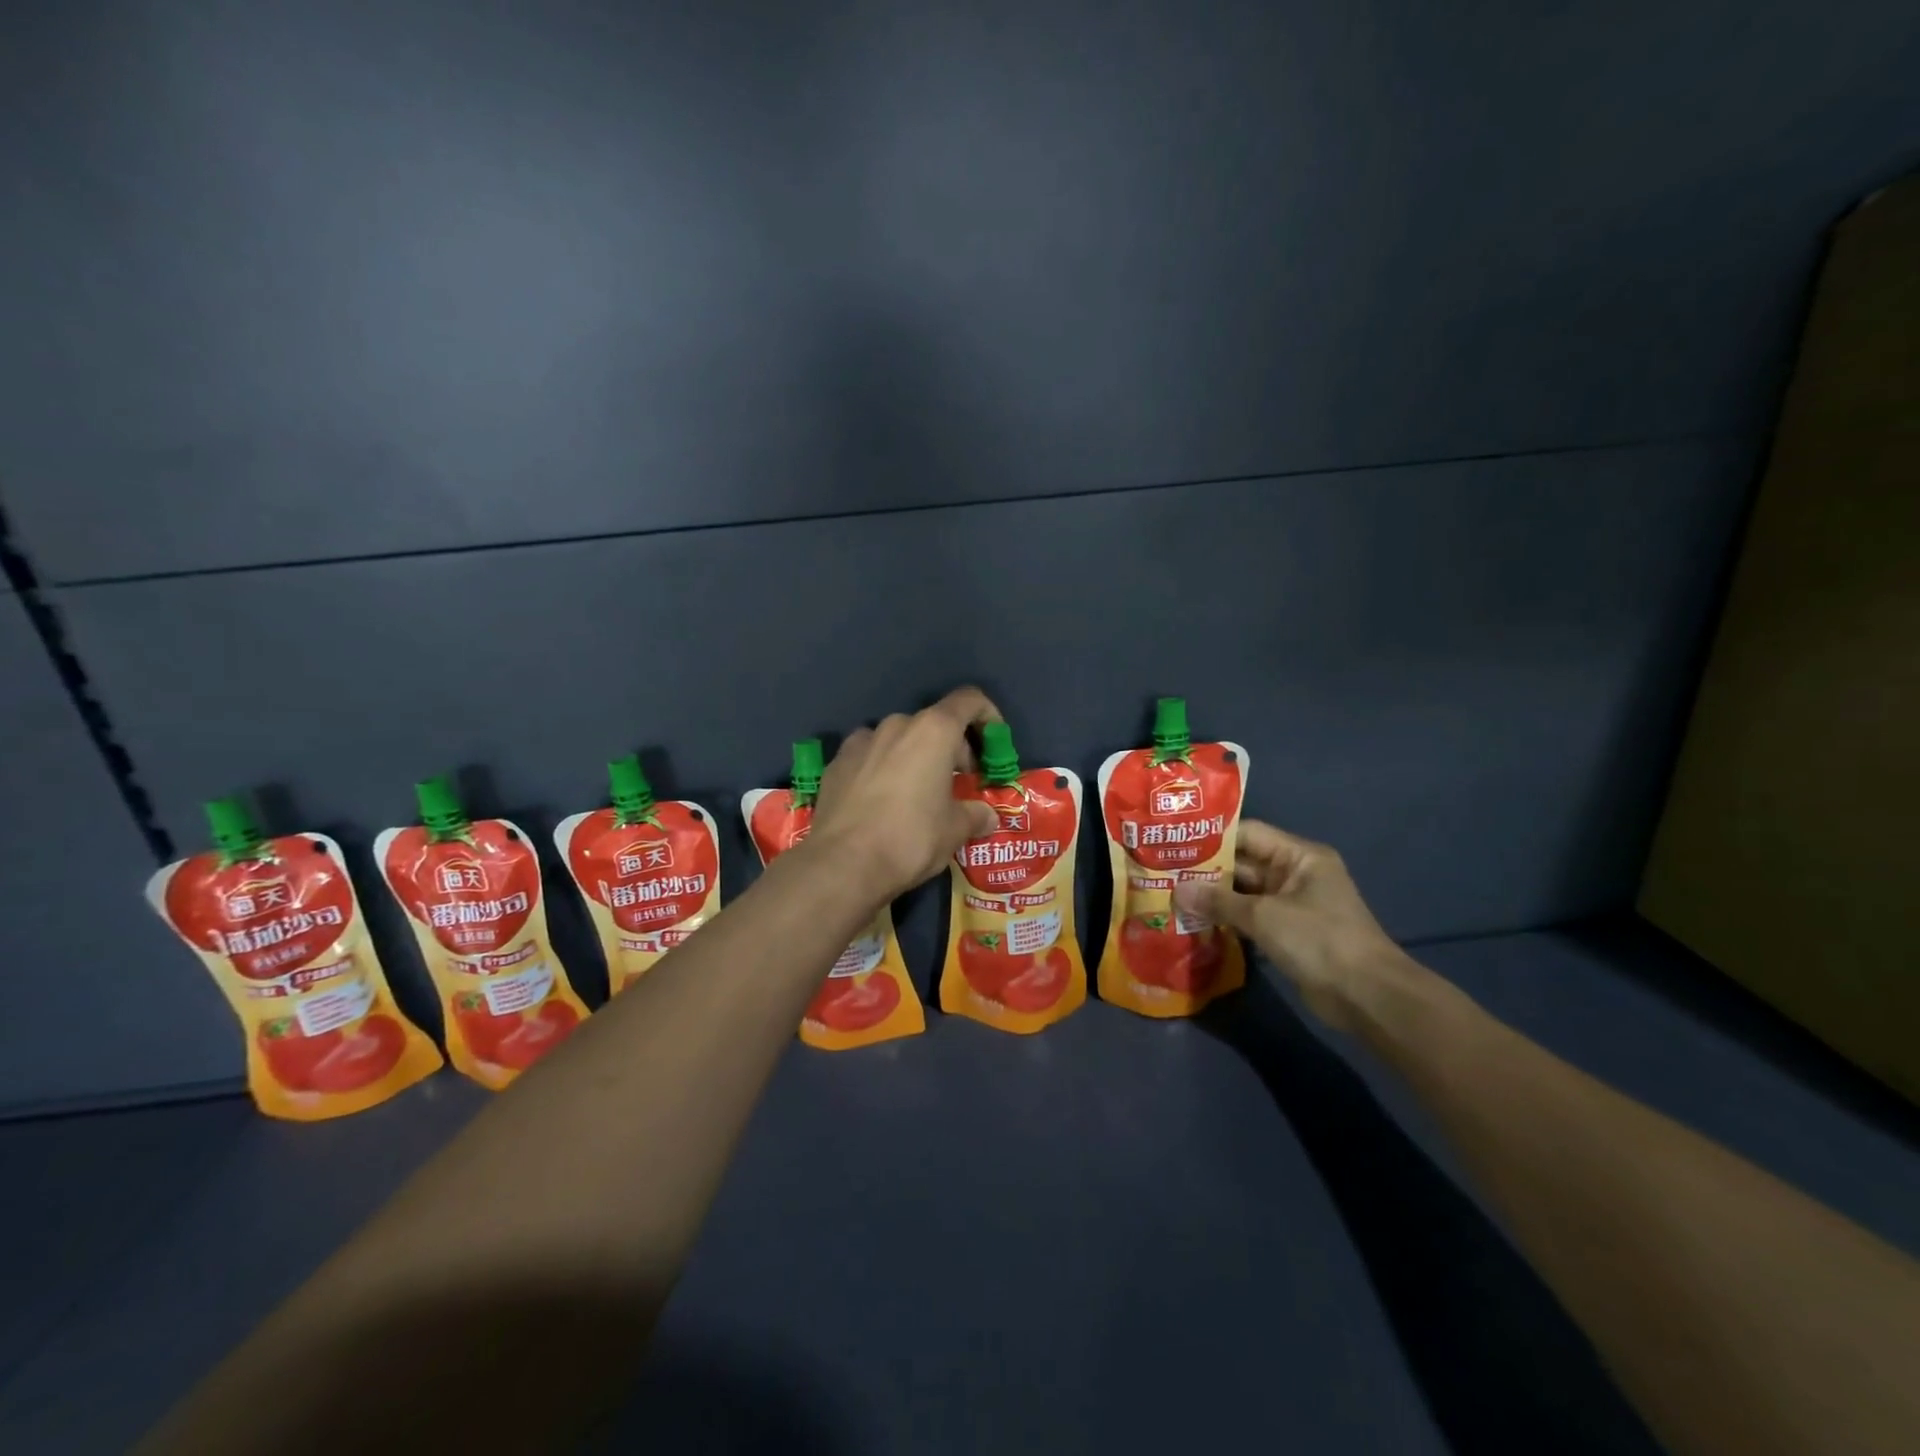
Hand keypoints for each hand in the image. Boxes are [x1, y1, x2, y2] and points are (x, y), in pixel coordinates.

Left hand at [807, 687, 1002, 901]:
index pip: (969, 700)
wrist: (842, 864)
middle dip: (951, 748)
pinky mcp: (835, 763)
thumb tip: (986, 816)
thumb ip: (975, 815)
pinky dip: (881, 770)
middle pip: (933, 723)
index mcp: (933, 731)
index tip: (993, 745)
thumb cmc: (911, 838)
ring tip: (916, 795)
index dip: (988, 717)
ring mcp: (860, 741)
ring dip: (914, 758)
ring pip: (898, 740)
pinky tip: (880, 803)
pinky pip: (868, 757)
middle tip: (957, 785)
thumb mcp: (955, 831)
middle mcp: (896, 725)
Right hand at [1173, 820, 1416, 1030]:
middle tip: (1164, 871)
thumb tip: (1177, 890)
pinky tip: (1195, 922)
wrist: (1367, 996)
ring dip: (1213, 897)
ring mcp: (1292, 904)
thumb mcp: (1264, 916)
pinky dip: (1227, 919)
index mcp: (1299, 856)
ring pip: (1244, 893)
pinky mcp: (1288, 932)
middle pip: (1244, 863)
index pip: (1248, 834)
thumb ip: (1219, 901)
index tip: (1175, 842)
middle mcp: (1296, 874)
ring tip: (1172, 895)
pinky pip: (1251, 917)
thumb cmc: (1319, 940)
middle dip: (1207, 870)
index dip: (1212, 838)